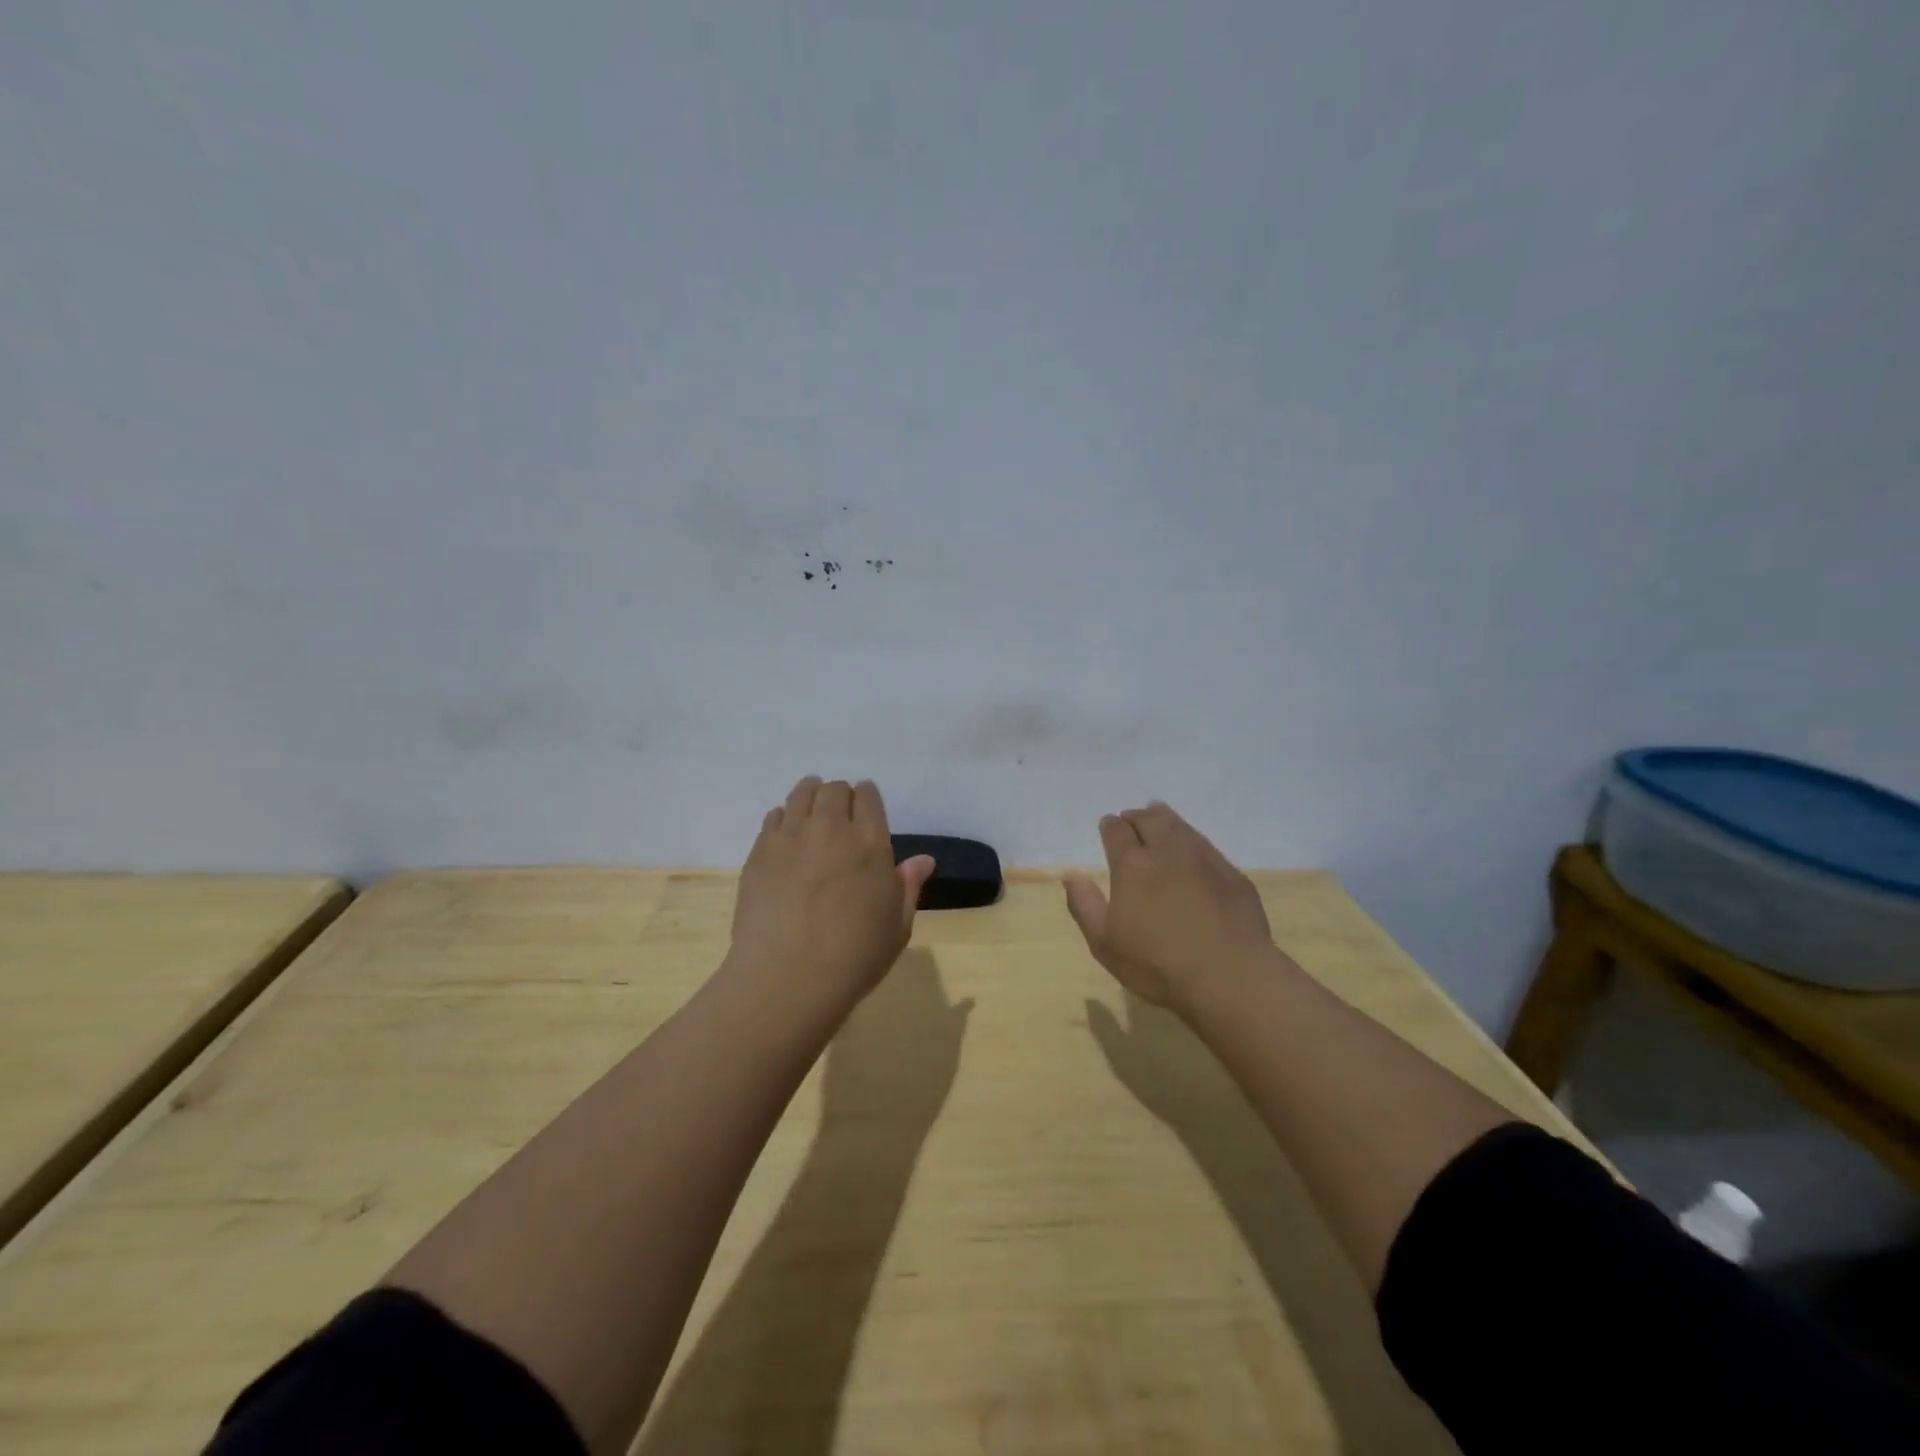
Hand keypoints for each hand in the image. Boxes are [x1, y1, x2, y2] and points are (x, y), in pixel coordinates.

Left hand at [729, 777, 935, 1012]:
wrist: (788, 979)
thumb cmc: (853, 958)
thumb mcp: (896, 928)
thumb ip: (908, 887)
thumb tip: (923, 860)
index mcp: (870, 843)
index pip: (868, 796)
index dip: (867, 799)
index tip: (865, 811)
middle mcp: (831, 828)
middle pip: (834, 789)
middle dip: (839, 797)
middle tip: (839, 817)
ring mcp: (792, 837)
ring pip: (802, 793)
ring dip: (811, 796)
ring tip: (811, 812)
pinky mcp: (760, 851)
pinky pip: (775, 816)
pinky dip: (785, 818)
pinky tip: (787, 838)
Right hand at [1063, 801, 1278, 1013]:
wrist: (1229, 976)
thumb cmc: (1157, 963)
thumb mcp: (1105, 943)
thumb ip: (1085, 905)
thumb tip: (1071, 875)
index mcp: (1132, 865)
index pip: (1117, 832)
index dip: (1110, 826)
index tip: (1108, 824)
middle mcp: (1167, 851)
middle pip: (1149, 821)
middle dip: (1137, 816)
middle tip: (1131, 818)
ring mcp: (1204, 859)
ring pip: (1180, 826)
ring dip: (1165, 818)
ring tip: (1158, 815)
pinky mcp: (1232, 874)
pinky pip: (1206, 845)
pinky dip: (1192, 839)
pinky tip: (1192, 849)